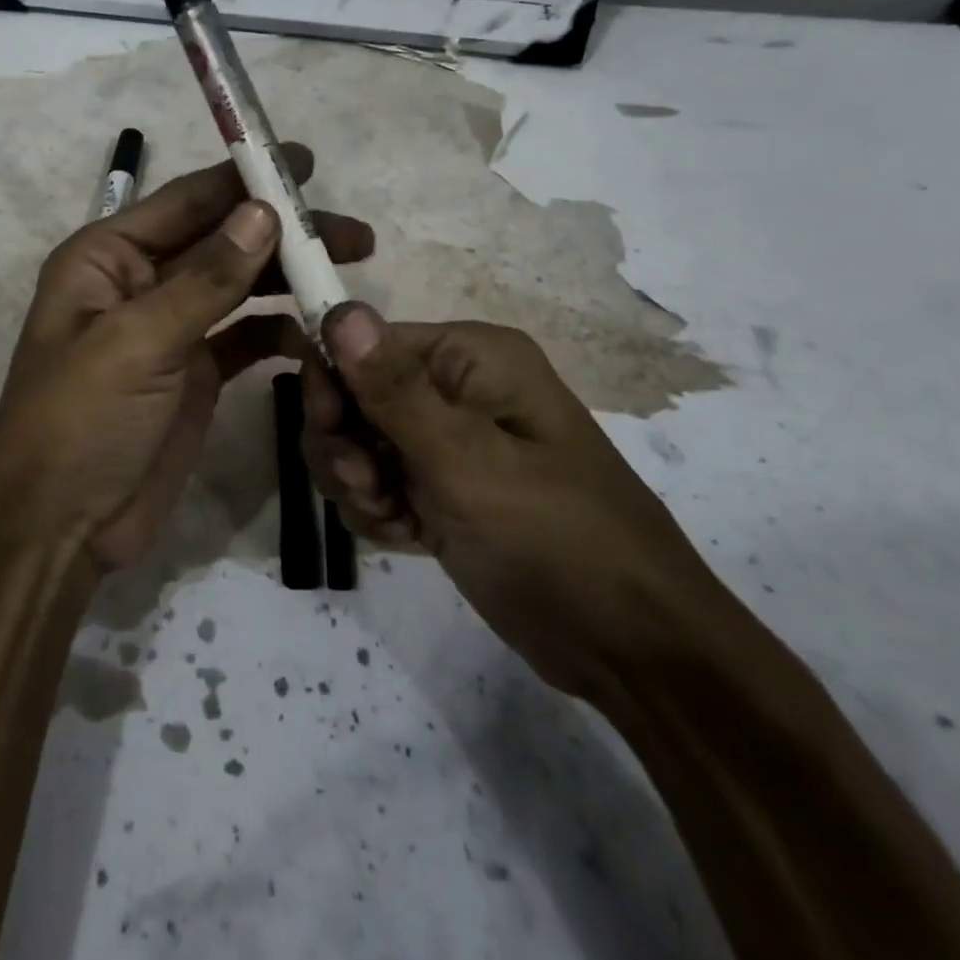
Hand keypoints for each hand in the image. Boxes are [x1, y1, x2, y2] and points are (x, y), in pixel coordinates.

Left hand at [0, 146, 374, 572]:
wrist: (60, 528)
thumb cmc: (80, 422)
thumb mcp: (138, 342)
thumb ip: (205, 279)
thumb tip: (264, 212)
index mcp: (107, 257)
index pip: (186, 202)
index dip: (244, 180)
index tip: (304, 163)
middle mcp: (139, 281)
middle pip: (221, 240)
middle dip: (282, 233)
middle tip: (352, 234)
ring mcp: (169, 327)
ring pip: (238, 285)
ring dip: (288, 277)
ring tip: (349, 272)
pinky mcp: (194, 371)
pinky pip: (244, 335)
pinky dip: (278, 329)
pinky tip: (315, 333)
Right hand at [302, 305, 725, 697]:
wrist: (627, 648)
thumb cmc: (555, 538)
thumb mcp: (466, 462)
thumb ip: (394, 389)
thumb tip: (340, 310)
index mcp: (469, 357)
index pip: (364, 343)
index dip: (335, 383)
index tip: (332, 433)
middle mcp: (453, 387)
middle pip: (351, 395)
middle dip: (344, 444)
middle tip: (370, 487)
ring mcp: (445, 441)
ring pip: (355, 443)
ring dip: (357, 483)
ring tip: (396, 519)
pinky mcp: (438, 489)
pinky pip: (375, 483)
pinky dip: (376, 511)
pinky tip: (408, 537)